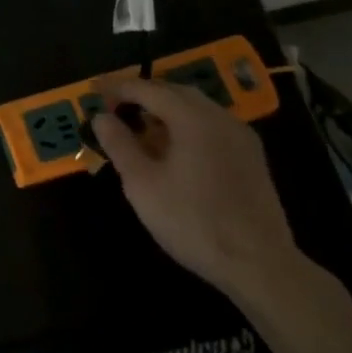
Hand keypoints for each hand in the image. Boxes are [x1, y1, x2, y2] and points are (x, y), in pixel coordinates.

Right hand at [90, 74, 299, 299]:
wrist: (258, 264)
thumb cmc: (192, 221)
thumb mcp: (142, 184)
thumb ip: (119, 144)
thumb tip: (100, 117)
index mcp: (193, 119)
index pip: (148, 89)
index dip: (117, 88)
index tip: (93, 93)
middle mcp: (220, 118)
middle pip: (175, 91)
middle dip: (142, 94)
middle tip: (114, 107)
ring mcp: (240, 137)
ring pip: (196, 108)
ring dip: (164, 109)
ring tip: (139, 127)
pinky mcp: (251, 157)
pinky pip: (211, 125)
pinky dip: (185, 124)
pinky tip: (172, 148)